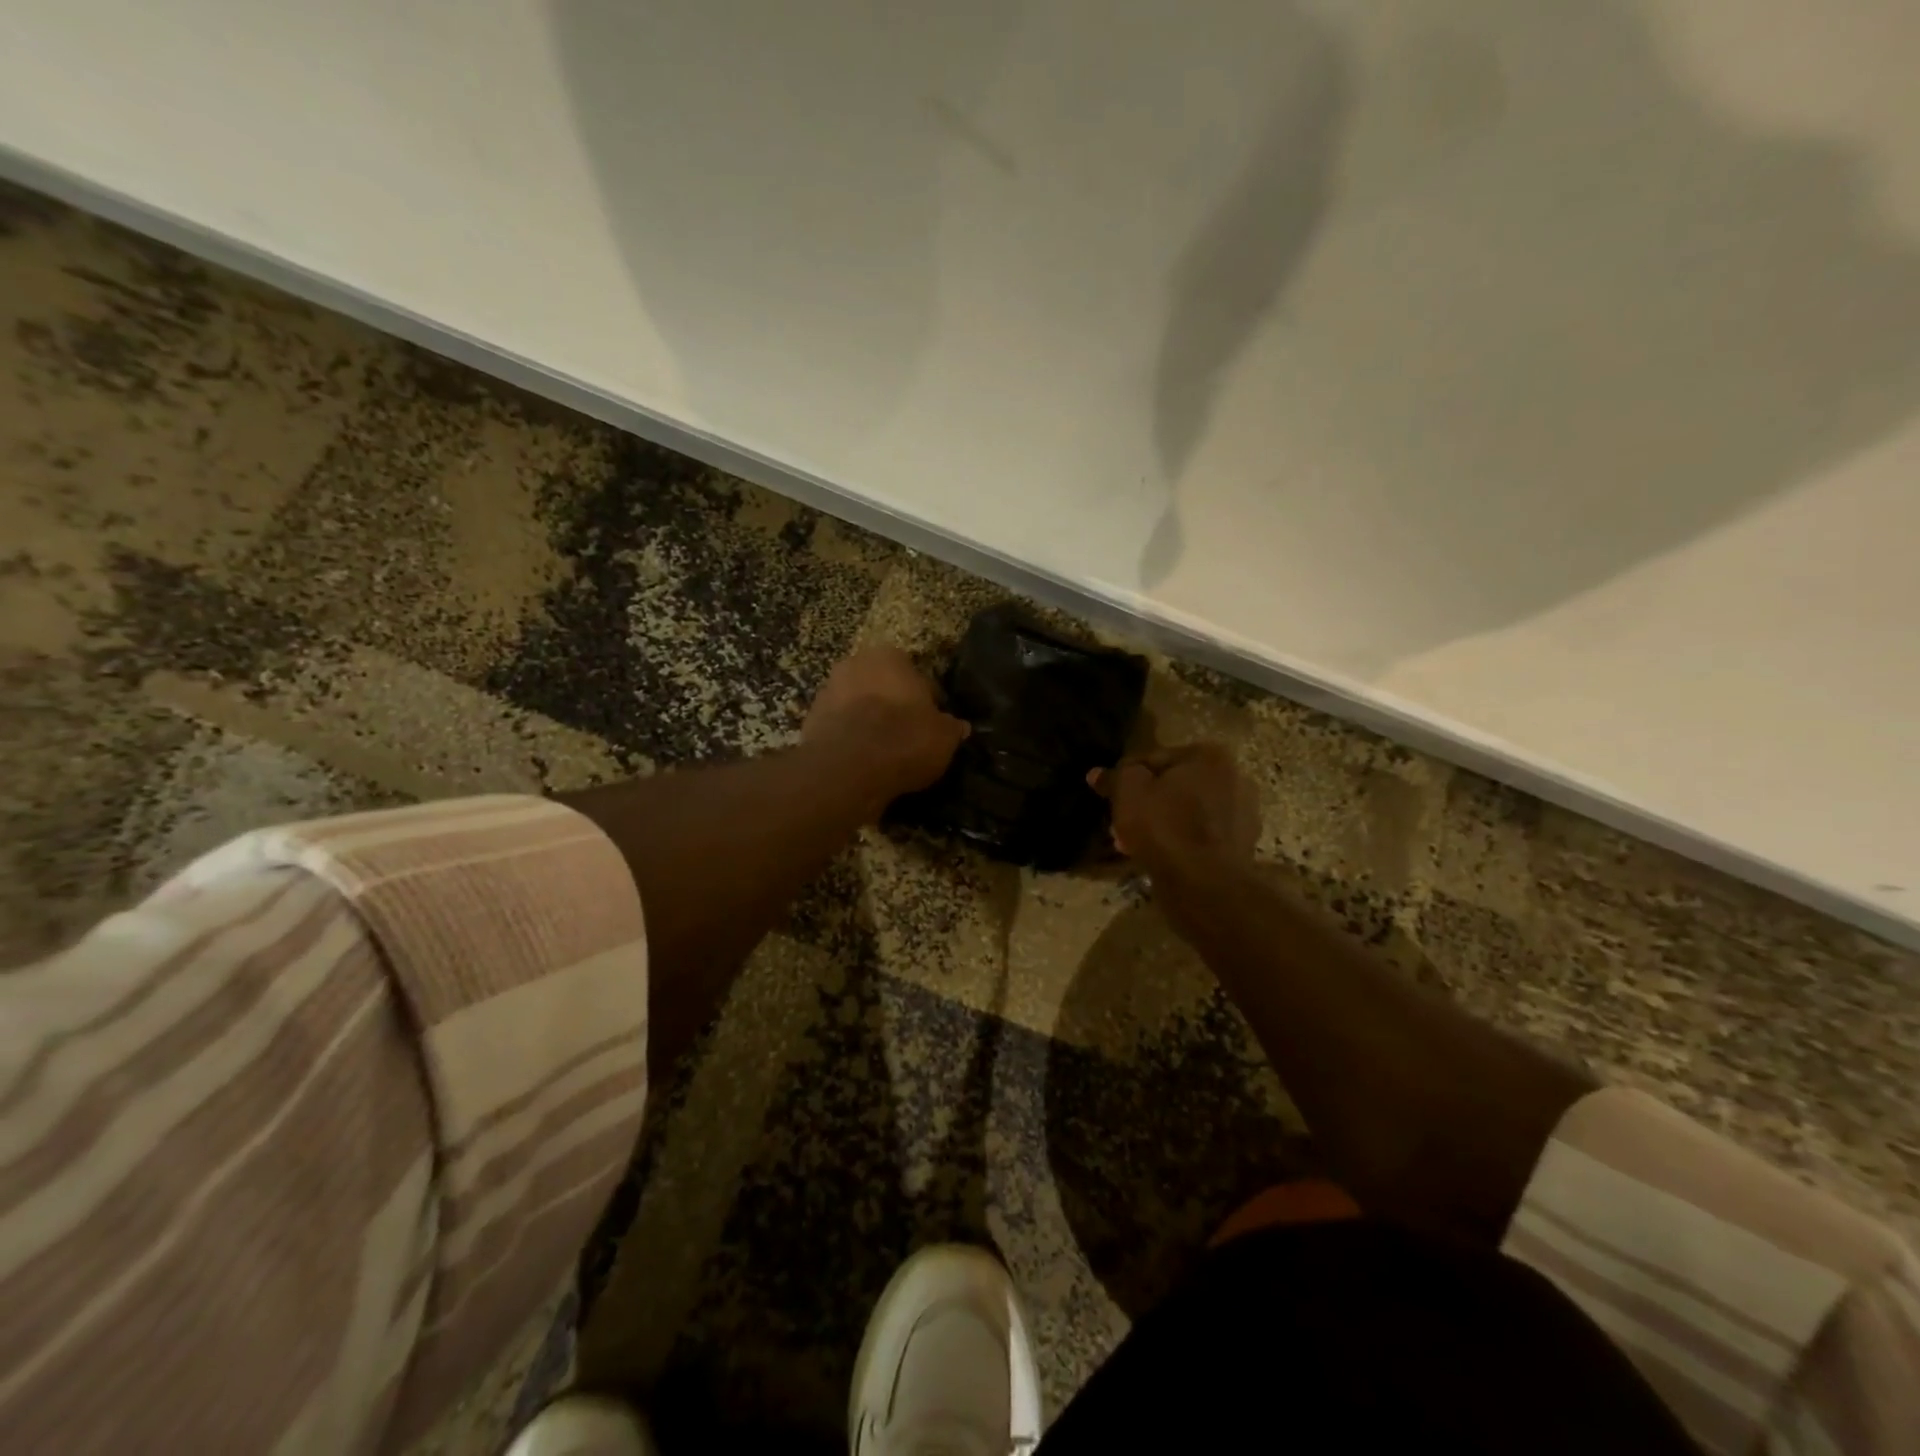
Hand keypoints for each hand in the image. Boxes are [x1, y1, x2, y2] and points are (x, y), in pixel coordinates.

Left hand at [803, 647, 969, 809]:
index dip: (926, 701)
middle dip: (892, 706)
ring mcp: (827, 691)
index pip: (916, 675)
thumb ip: (951, 728)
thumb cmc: (904, 739)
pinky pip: (839, 729)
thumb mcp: (943, 737)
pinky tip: (862, 762)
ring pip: (857, 705)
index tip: (932, 723)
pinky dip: (849, 741)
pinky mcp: (809, 720)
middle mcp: (854, 664)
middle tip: (907, 735)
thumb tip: (959, 727)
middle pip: (881, 686)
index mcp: (890, 656)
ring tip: (883, 753)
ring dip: (868, 722)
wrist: (848, 768)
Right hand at [1093, 743, 1261, 878]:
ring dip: (1163, 823)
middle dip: (1147, 802)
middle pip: (1176, 786)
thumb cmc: (1165, 826)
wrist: (1204, 884)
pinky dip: (1181, 843)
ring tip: (1133, 843)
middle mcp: (1236, 778)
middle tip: (1121, 821)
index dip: (1127, 776)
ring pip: (1188, 813)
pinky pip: (1201, 837)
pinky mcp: (1242, 847)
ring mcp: (1244, 815)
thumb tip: (1097, 774)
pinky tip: (1158, 856)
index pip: (1156, 758)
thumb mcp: (1127, 792)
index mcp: (1210, 756)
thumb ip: (1114, 777)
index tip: (1111, 795)